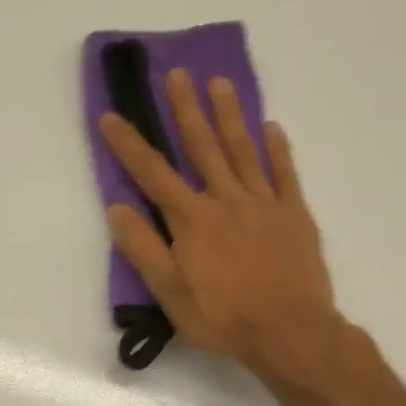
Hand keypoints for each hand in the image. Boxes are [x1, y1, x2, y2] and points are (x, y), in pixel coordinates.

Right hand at [99, 67, 337, 378]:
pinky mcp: (294, 214)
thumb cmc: (223, 317)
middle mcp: (225, 200)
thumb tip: (117, 209)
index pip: (152, 174)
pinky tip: (271, 126)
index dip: (129, 144)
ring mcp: (264, 203)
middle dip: (185, 109)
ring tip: (219, 82)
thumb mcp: (170, 293)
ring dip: (229, 115)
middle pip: (202, 146)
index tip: (111, 115)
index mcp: (191, 220)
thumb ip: (143, 249)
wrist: (290, 332)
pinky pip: (285, 173)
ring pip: (243, 150)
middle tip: (177, 73)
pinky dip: (277, 149)